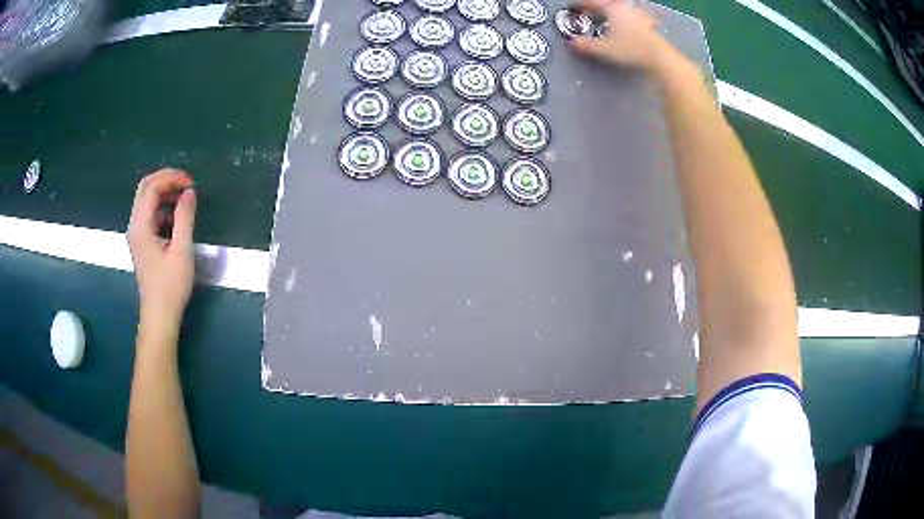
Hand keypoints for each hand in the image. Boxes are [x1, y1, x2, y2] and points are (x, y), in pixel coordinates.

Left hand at [127, 169, 197, 328]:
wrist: (160, 315)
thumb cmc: (171, 286)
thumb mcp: (182, 250)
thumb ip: (185, 217)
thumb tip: (189, 192)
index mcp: (141, 226)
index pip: (152, 187)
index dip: (172, 179)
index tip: (192, 184)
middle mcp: (134, 226)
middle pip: (145, 188)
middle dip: (165, 180)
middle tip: (186, 183)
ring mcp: (136, 235)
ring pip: (146, 200)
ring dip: (164, 193)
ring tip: (184, 198)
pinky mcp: (141, 243)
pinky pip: (149, 215)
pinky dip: (162, 208)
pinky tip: (176, 217)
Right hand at [570, 0, 674, 73]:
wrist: (660, 58)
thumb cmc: (631, 49)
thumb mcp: (604, 49)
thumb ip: (585, 45)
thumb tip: (571, 43)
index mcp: (613, 8)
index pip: (592, 3)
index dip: (580, 5)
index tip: (571, 8)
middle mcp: (626, 8)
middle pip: (608, 4)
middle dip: (598, 8)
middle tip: (589, 13)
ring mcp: (639, 15)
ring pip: (621, 10)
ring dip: (612, 13)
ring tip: (606, 20)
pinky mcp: (649, 25)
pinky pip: (631, 18)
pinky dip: (624, 20)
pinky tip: (624, 28)